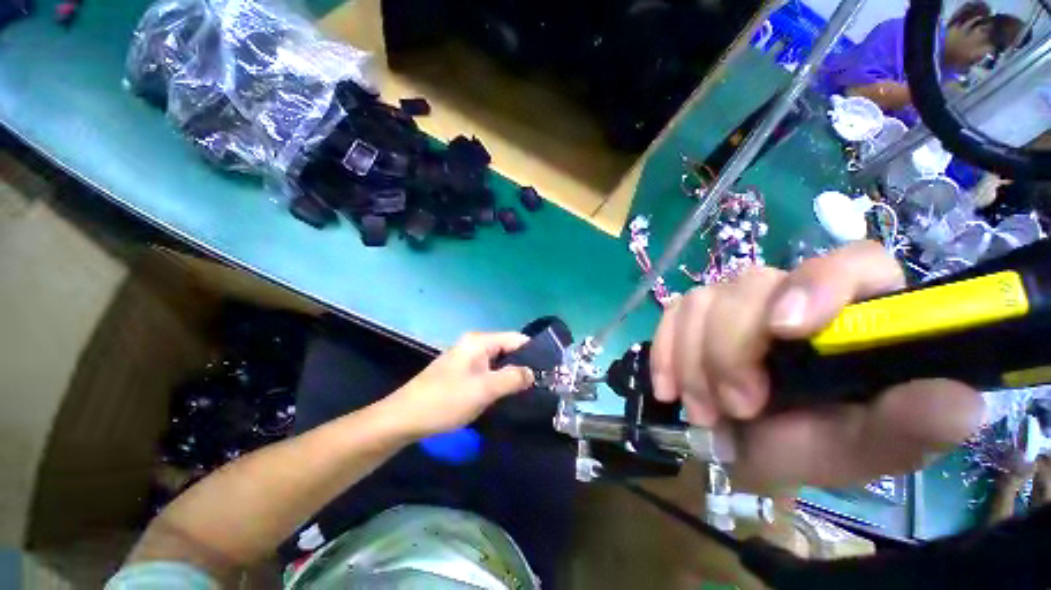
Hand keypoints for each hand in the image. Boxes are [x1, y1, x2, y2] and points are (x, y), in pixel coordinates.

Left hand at [384, 332, 534, 438]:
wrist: (404, 418)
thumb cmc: (446, 400)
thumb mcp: (484, 389)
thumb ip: (512, 378)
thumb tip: (533, 373)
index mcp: (479, 341)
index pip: (516, 338)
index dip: (533, 352)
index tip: (550, 369)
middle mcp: (474, 344)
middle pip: (507, 349)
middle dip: (523, 364)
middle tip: (541, 383)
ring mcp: (466, 358)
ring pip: (498, 361)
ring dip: (511, 373)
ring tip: (528, 390)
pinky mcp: (461, 371)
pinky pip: (487, 370)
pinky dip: (498, 379)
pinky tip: (506, 393)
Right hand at [651, 241, 984, 492]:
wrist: (746, 447)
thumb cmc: (812, 446)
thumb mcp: (864, 449)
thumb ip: (910, 427)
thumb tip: (960, 400)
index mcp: (855, 313)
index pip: (851, 262)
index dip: (816, 286)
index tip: (784, 331)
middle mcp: (791, 294)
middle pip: (751, 285)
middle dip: (732, 350)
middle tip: (735, 407)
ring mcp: (733, 301)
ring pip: (701, 301)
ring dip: (694, 361)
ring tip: (704, 411)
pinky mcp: (693, 314)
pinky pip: (669, 316)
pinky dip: (665, 352)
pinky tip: (669, 387)